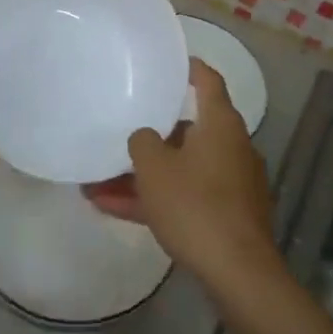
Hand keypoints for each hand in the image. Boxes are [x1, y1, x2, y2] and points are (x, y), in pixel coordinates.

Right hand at [87, 60, 281, 291]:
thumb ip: (142, 142)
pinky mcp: (226, 215)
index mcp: (221, 125)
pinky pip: (184, 197)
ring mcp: (231, 184)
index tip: (174, 63)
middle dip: (150, 138)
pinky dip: (155, 200)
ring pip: (180, 170)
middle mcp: (231, 148)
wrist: (236, 270)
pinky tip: (112, 209)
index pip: (208, 82)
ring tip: (96, 185)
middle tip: (119, 134)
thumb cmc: (195, 205)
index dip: (191, 69)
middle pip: (188, 132)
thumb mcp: (155, 169)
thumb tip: (145, 137)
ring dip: (142, 176)